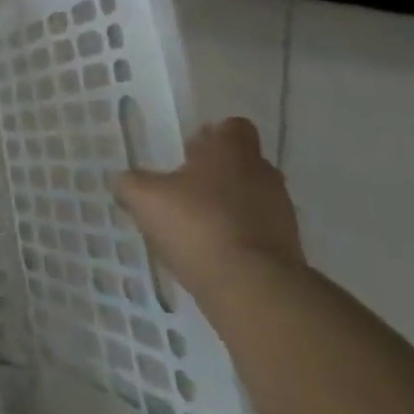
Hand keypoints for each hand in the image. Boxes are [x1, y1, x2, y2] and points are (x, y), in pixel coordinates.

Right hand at [114, 117, 304, 302]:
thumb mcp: (143, 197)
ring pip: (252, 197)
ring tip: (195, 222)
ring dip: (228, 205)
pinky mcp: (288, 248)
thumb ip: (130, 183)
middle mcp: (263, 174)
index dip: (212, 135)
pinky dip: (237, 235)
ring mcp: (281, 213)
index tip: (189, 150)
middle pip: (243, 163)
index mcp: (232, 151)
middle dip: (216, 172)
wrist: (251, 286)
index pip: (232, 127)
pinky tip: (210, 250)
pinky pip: (258, 231)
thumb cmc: (196, 223)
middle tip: (184, 186)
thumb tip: (125, 181)